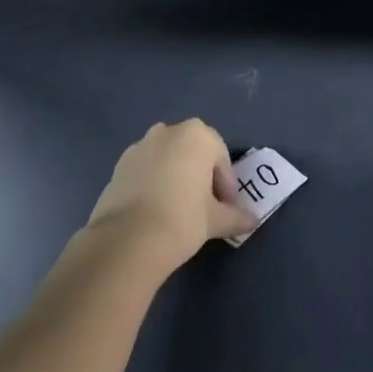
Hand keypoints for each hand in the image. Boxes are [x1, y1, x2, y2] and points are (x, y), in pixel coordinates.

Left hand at [85, 119, 255, 273]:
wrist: (127, 240)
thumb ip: (236, 216)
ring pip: (167, 159)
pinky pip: (146, 169)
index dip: (226, 186)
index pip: (221, 158)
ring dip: (175, 177)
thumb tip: (253, 221)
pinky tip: (153, 211)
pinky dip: (153, 183)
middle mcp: (169, 131)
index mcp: (198, 135)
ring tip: (175, 210)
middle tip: (203, 207)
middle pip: (193, 153)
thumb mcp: (215, 220)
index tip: (225, 209)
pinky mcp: (119, 165)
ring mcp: (141, 146)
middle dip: (200, 176)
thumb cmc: (182, 219)